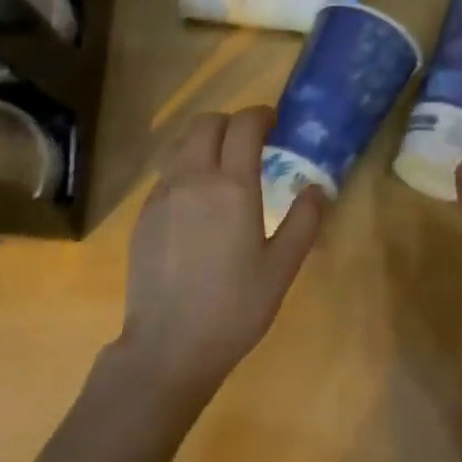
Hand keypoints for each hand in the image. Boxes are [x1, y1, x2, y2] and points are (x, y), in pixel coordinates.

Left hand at [119, 107, 326, 402]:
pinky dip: (185, 168)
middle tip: (250, 143)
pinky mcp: (143, 214)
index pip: (244, 125)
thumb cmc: (234, 308)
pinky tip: (196, 201)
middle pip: (206, 123)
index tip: (274, 123)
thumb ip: (304, 221)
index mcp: (231, 186)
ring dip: (204, 141)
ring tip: (222, 165)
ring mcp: (161, 194)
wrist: (168, 346)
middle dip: (231, 123)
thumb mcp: (281, 268)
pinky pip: (166, 173)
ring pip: (180, 144)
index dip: (261, 115)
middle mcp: (192, 178)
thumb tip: (317, 187)